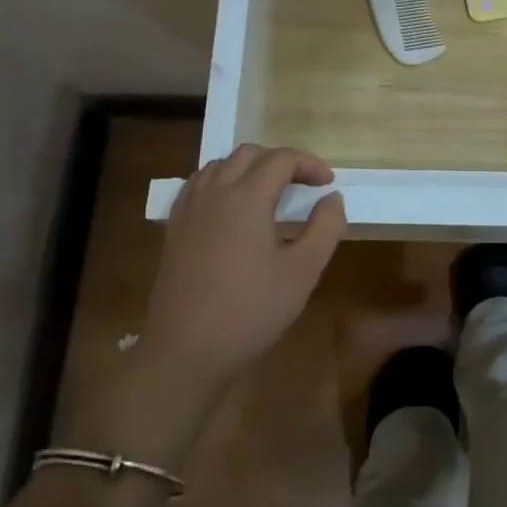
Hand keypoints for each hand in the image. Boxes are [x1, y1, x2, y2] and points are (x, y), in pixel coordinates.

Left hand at [143, 145, 346, 391]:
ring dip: (250, 168)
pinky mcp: (174, 228)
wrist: (186, 352)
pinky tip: (232, 208)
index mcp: (246, 197)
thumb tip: (332, 198)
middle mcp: (214, 192)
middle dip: (280, 161)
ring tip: (270, 192)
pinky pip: (199, 184)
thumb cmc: (251, 311)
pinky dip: (222, 181)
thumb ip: (325, 227)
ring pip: (220, 165)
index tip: (328, 184)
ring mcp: (189, 209)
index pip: (282, 159)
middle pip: (249, 154)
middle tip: (303, 185)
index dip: (310, 164)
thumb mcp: (303, 271)